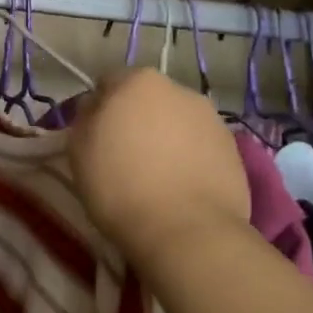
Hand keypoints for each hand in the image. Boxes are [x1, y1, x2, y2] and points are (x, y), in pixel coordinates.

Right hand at [68, 69, 254, 278]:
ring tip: (157, 176)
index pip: (109, 83)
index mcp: (138, 81)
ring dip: (166, 138)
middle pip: (147, 99)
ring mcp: (211, 118)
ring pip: (177, 122)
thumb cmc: (121, 185)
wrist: (187, 231)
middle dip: (136, 119)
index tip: (95, 137)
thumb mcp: (79, 149)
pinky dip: (190, 159)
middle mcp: (179, 89)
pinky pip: (200, 146)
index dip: (99, 109)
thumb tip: (96, 108)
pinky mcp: (234, 149)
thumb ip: (85, 117)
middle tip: (124, 156)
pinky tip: (181, 187)